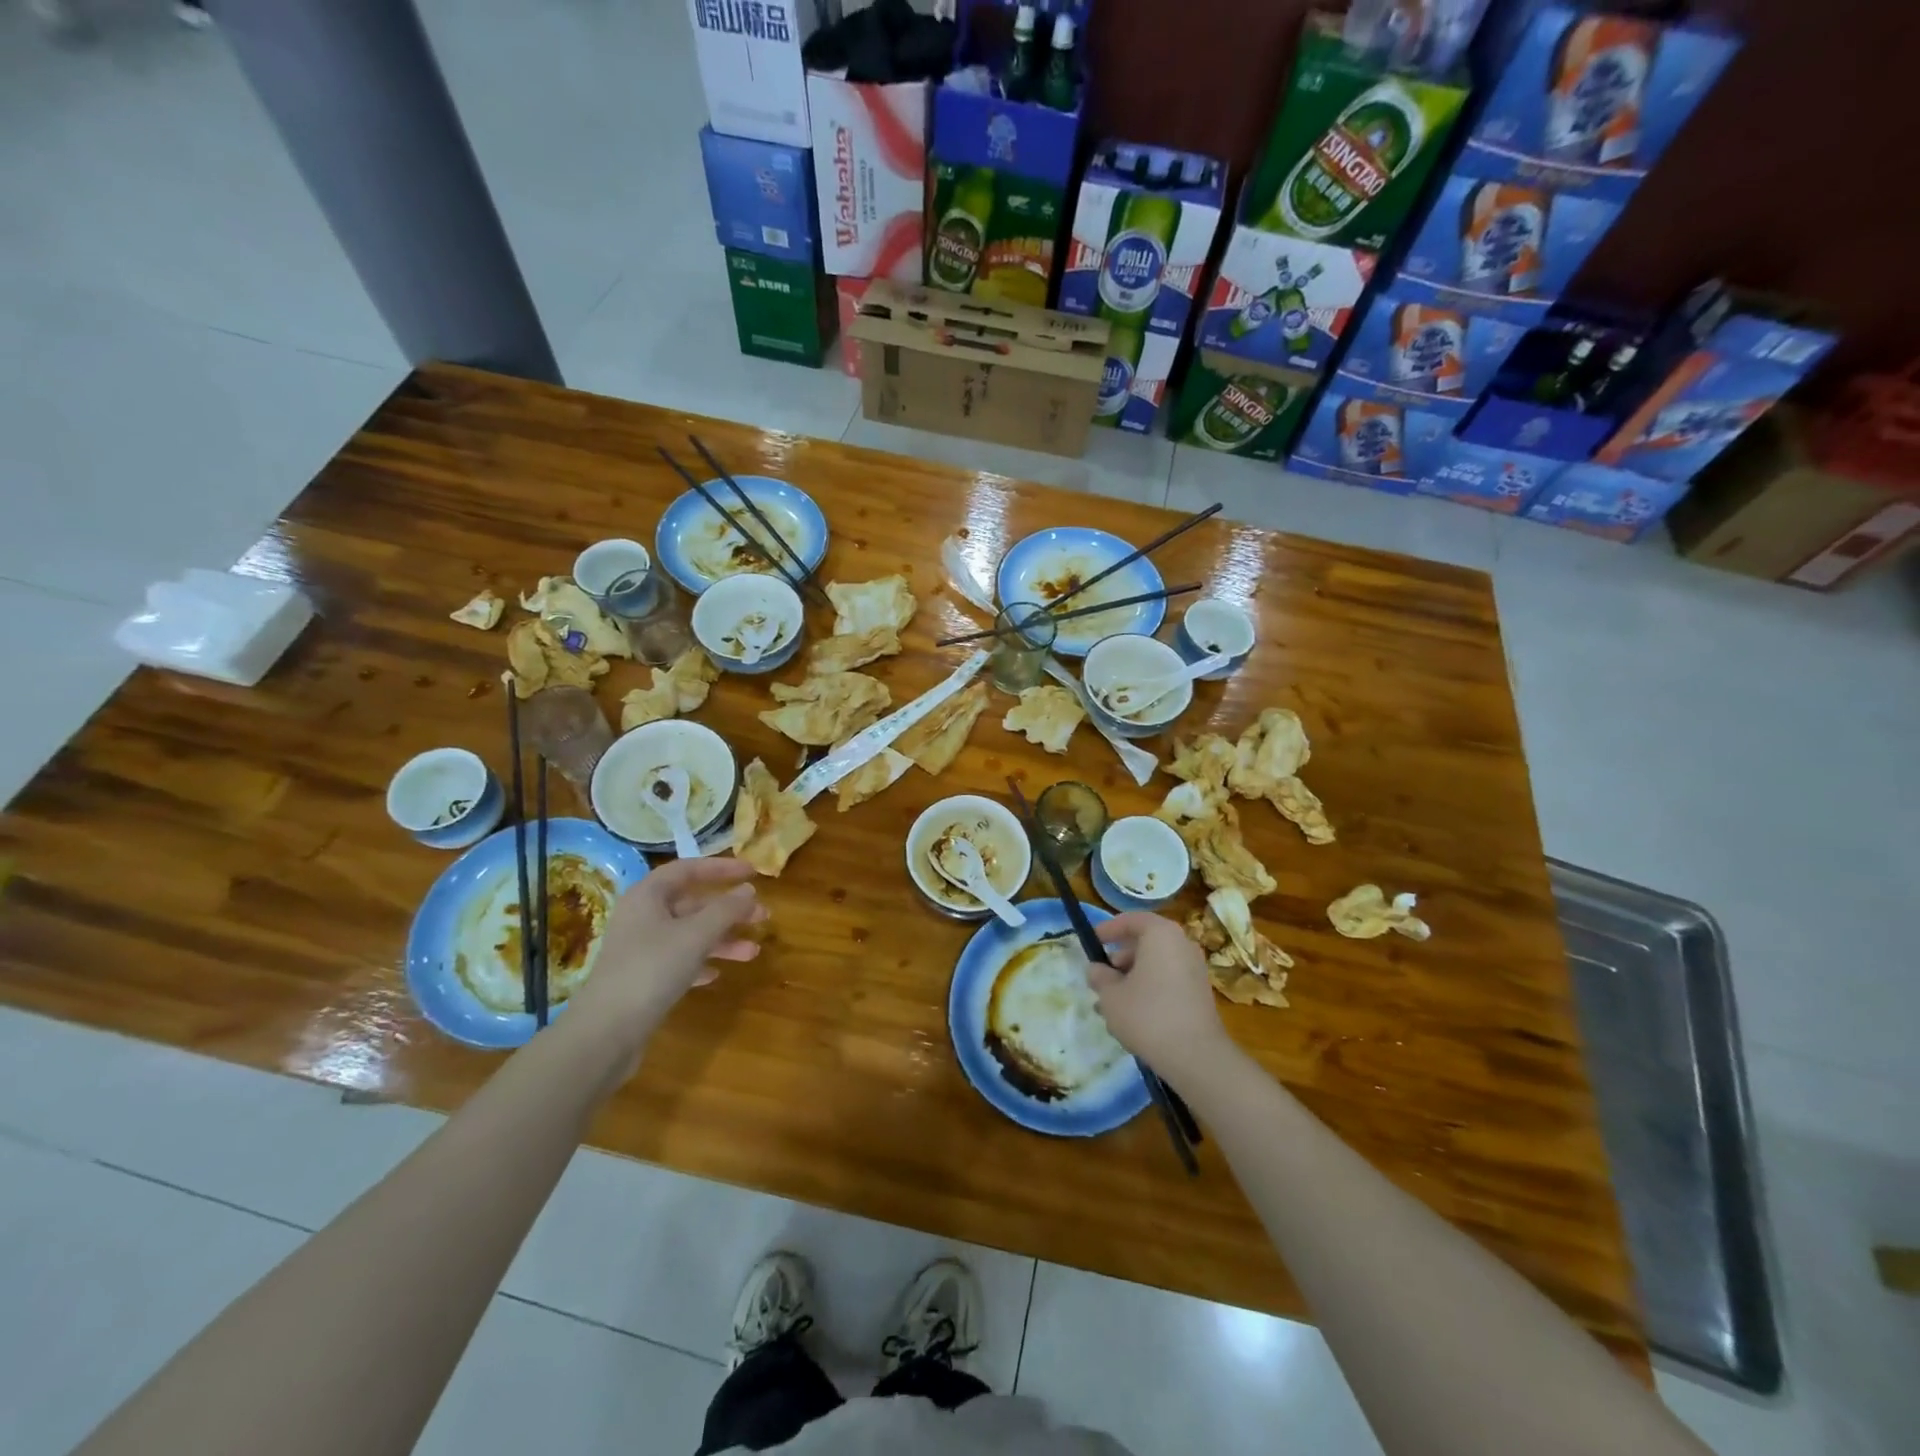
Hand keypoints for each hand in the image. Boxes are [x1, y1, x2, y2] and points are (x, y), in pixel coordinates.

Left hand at [568, 858, 766, 1039]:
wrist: (606, 1032)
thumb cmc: (652, 969)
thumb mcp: (696, 934)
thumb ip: (726, 909)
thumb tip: (749, 890)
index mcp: (648, 896)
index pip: (688, 869)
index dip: (721, 868)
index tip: (752, 873)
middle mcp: (642, 917)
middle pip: (692, 904)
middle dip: (729, 910)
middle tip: (763, 916)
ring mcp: (640, 949)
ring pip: (689, 934)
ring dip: (721, 940)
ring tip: (753, 952)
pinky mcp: (642, 979)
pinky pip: (678, 961)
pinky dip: (701, 962)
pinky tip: (717, 974)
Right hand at [1089, 912, 1228, 1081]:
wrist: (1196, 1056)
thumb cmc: (1147, 1014)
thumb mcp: (1111, 995)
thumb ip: (1100, 977)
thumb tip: (1096, 969)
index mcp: (1161, 934)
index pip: (1132, 919)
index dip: (1109, 929)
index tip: (1092, 941)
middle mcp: (1182, 944)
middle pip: (1145, 942)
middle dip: (1119, 958)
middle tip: (1100, 977)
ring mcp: (1195, 969)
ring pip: (1156, 963)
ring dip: (1132, 977)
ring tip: (1111, 1003)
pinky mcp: (1200, 993)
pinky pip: (1168, 980)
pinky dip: (1150, 988)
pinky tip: (1133, 1014)